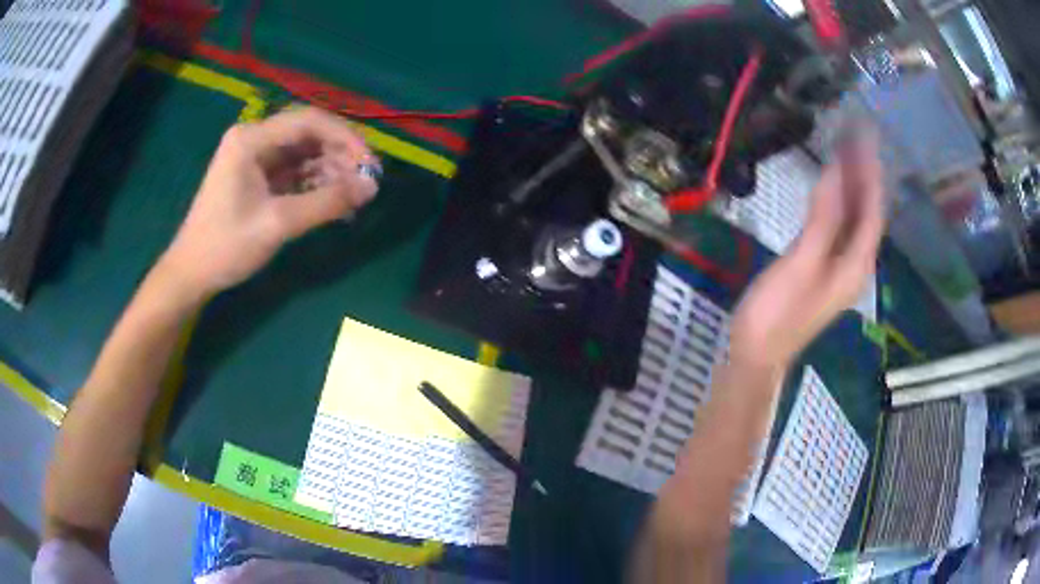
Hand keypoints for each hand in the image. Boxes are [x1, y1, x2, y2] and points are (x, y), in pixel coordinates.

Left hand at [157, 107, 377, 299]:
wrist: (191, 274)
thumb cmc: (225, 246)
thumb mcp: (277, 223)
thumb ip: (326, 203)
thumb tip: (371, 188)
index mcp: (251, 139)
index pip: (309, 121)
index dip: (345, 138)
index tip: (370, 164)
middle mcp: (255, 139)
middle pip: (308, 135)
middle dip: (340, 156)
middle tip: (366, 183)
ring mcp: (256, 159)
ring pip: (304, 154)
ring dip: (330, 173)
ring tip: (354, 198)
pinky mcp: (258, 178)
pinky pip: (295, 173)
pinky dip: (315, 186)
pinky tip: (334, 203)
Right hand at [729, 130, 884, 370]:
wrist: (758, 355)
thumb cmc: (778, 313)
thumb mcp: (802, 264)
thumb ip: (823, 219)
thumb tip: (836, 172)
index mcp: (855, 263)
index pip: (871, 208)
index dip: (871, 171)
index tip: (865, 135)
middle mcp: (854, 262)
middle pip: (865, 211)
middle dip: (863, 172)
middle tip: (854, 133)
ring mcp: (839, 265)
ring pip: (853, 217)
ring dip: (852, 183)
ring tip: (844, 148)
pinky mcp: (823, 266)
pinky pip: (839, 225)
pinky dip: (838, 200)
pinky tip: (832, 185)